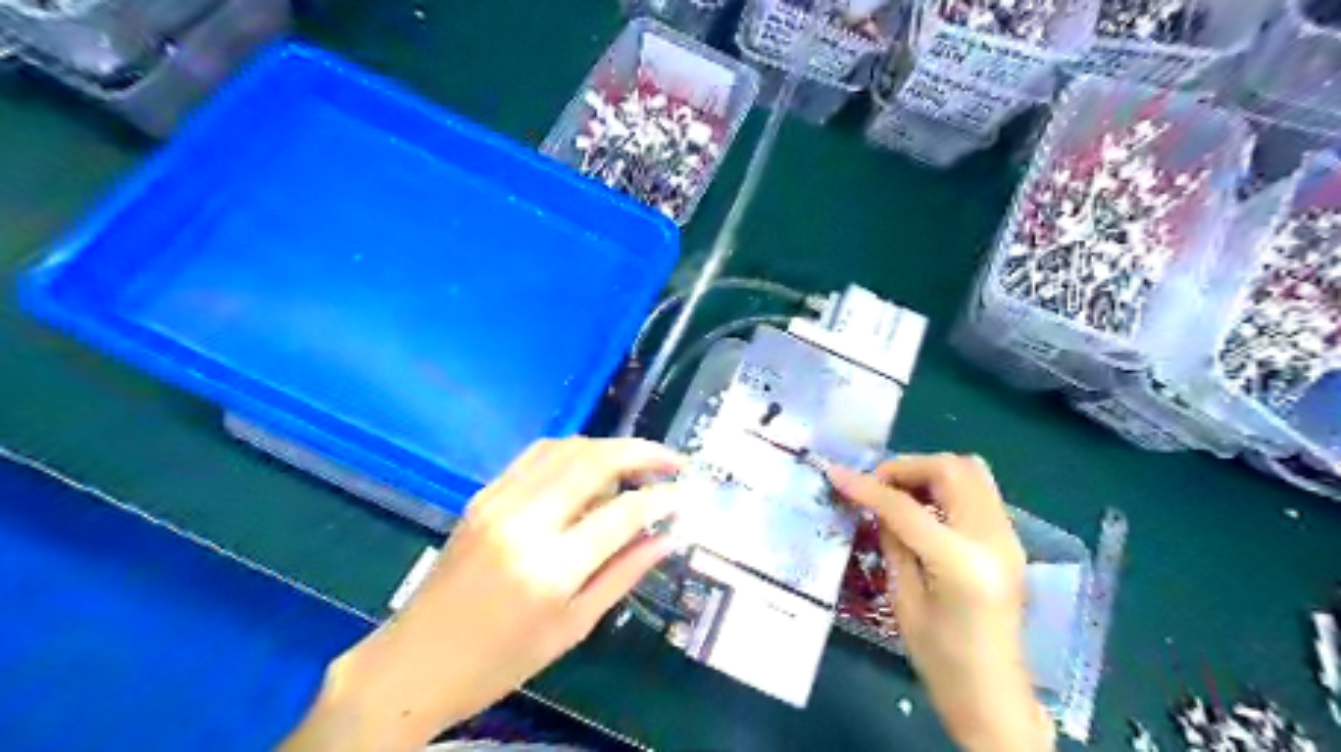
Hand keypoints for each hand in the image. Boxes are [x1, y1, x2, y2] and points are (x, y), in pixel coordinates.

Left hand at [288, 437, 690, 749]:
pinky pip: (536, 455)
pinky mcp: (483, 494)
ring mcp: (498, 501)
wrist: (415, 662)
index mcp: (551, 568)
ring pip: (567, 448)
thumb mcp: (573, 627)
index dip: (663, 498)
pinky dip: (574, 450)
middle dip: (643, 452)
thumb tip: (668, 537)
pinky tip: (591, 465)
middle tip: (673, 461)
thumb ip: (624, 574)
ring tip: (638, 463)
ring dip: (610, 446)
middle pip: (595, 461)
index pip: (623, 513)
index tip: (686, 494)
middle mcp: (525, 522)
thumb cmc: (500, 661)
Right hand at [828, 457, 1057, 748]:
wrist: (992, 695)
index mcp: (961, 562)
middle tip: (878, 486)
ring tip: (899, 493)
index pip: (906, 507)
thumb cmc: (939, 658)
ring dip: (930, 472)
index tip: (836, 474)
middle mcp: (993, 539)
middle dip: (907, 467)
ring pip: (971, 471)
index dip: (867, 487)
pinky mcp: (1009, 540)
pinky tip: (924, 509)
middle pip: (952, 469)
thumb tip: (875, 503)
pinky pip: (978, 491)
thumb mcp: (902, 598)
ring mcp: (1008, 537)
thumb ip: (891, 540)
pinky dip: (947, 487)